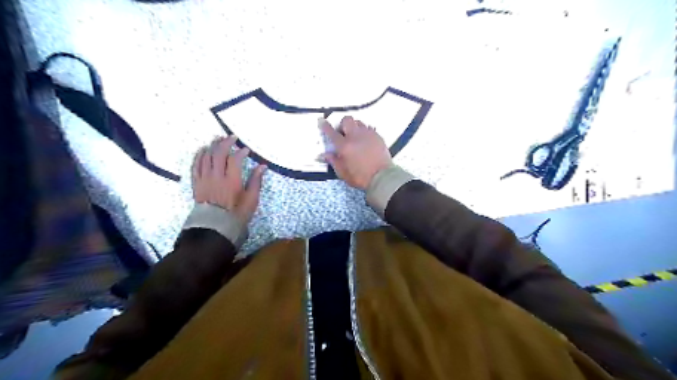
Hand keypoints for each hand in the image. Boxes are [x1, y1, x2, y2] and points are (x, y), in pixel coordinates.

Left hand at [192, 135, 266, 223]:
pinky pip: (195, 166)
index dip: (241, 152)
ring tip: (218, 140)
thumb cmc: (237, 213)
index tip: (246, 149)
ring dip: (212, 146)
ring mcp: (205, 179)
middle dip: (225, 143)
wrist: (215, 226)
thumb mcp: (251, 199)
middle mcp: (216, 177)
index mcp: (231, 181)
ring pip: (206, 157)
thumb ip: (256, 181)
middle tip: (231, 138)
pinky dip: (199, 156)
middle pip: (218, 154)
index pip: (234, 159)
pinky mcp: (197, 183)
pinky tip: (203, 150)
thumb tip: (262, 166)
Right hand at [320, 115, 394, 188]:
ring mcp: (368, 135)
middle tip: (343, 134)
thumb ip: (334, 161)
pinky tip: (365, 140)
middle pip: (347, 120)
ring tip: (355, 136)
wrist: (382, 177)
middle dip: (342, 124)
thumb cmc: (360, 177)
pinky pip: (369, 128)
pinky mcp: (378, 137)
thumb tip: (325, 154)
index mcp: (344, 146)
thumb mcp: (343, 173)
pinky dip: (365, 132)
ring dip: (354, 127)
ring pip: (359, 122)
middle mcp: (355, 136)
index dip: (325, 126)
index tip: (321, 121)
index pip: (331, 132)